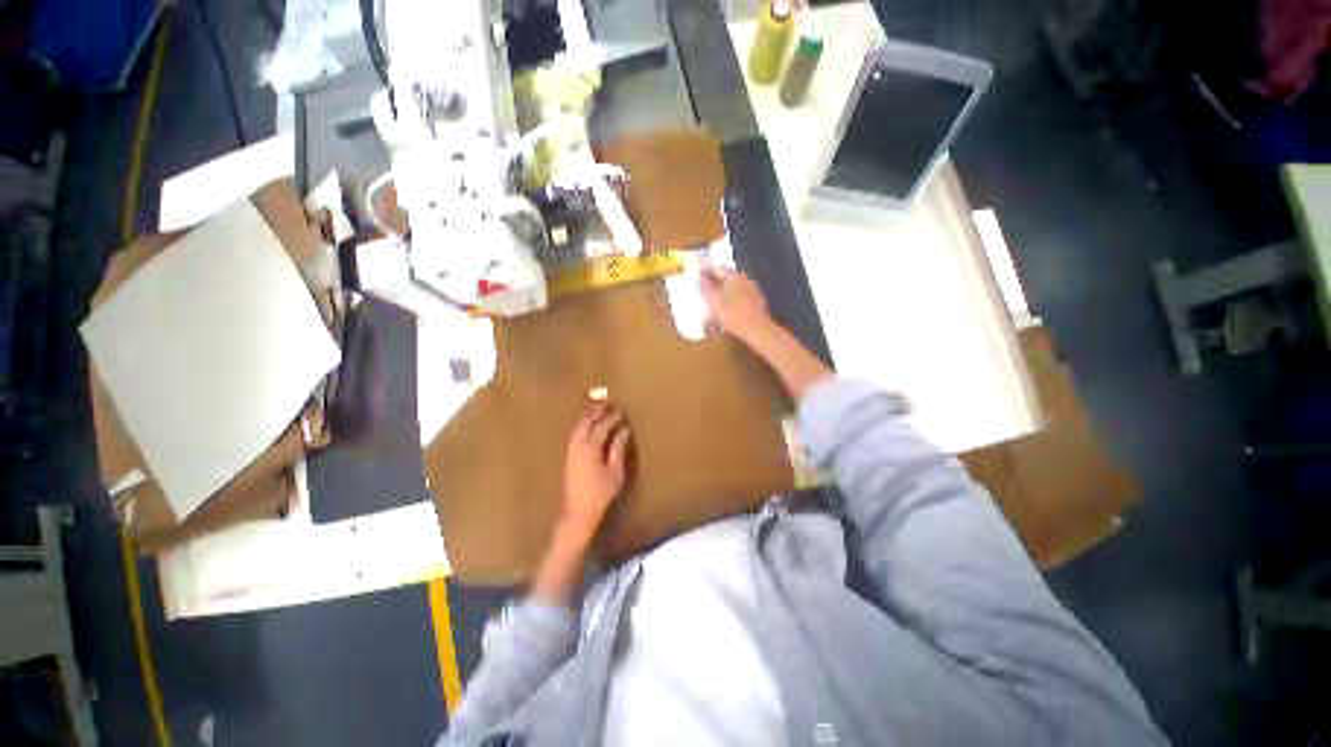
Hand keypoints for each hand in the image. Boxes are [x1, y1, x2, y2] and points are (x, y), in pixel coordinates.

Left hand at [562, 401, 632, 534]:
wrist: (578, 511)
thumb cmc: (601, 493)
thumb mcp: (615, 471)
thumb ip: (619, 448)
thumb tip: (625, 430)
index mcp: (591, 447)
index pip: (603, 426)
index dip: (613, 418)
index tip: (622, 412)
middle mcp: (578, 444)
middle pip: (587, 421)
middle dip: (597, 411)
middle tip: (607, 402)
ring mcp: (571, 449)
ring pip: (578, 426)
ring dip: (587, 415)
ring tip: (596, 408)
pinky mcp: (568, 455)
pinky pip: (574, 433)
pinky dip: (581, 424)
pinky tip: (586, 424)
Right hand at [701, 268, 775, 344]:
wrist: (758, 330)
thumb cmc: (734, 317)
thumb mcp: (716, 304)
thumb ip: (707, 290)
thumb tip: (701, 280)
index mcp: (734, 277)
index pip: (718, 269)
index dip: (707, 270)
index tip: (698, 272)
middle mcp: (745, 279)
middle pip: (728, 275)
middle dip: (716, 277)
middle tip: (705, 281)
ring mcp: (752, 289)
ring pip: (735, 283)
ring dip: (724, 286)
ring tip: (714, 292)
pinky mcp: (756, 299)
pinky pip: (741, 291)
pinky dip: (732, 293)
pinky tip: (728, 301)